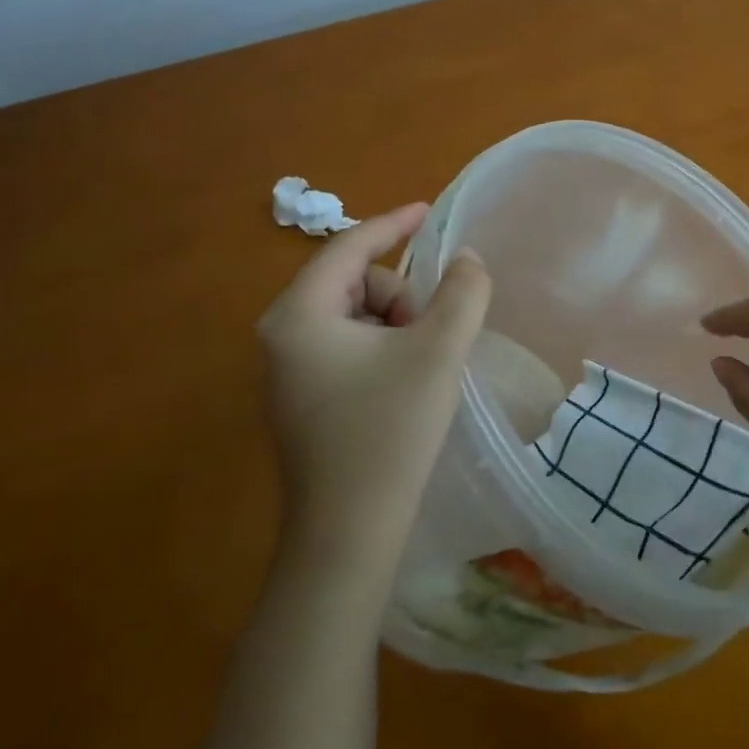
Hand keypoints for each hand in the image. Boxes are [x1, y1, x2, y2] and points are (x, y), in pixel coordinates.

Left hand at [256, 203, 491, 583]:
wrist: (348, 537)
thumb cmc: (389, 433)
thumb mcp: (437, 352)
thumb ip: (462, 293)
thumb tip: (467, 260)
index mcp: (300, 314)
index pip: (349, 246)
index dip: (394, 223)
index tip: (430, 211)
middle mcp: (281, 335)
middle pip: (353, 282)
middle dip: (399, 296)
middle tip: (429, 335)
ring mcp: (286, 369)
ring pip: (354, 314)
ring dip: (394, 324)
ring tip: (418, 366)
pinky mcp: (300, 398)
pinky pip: (346, 344)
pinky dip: (381, 347)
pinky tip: (402, 384)